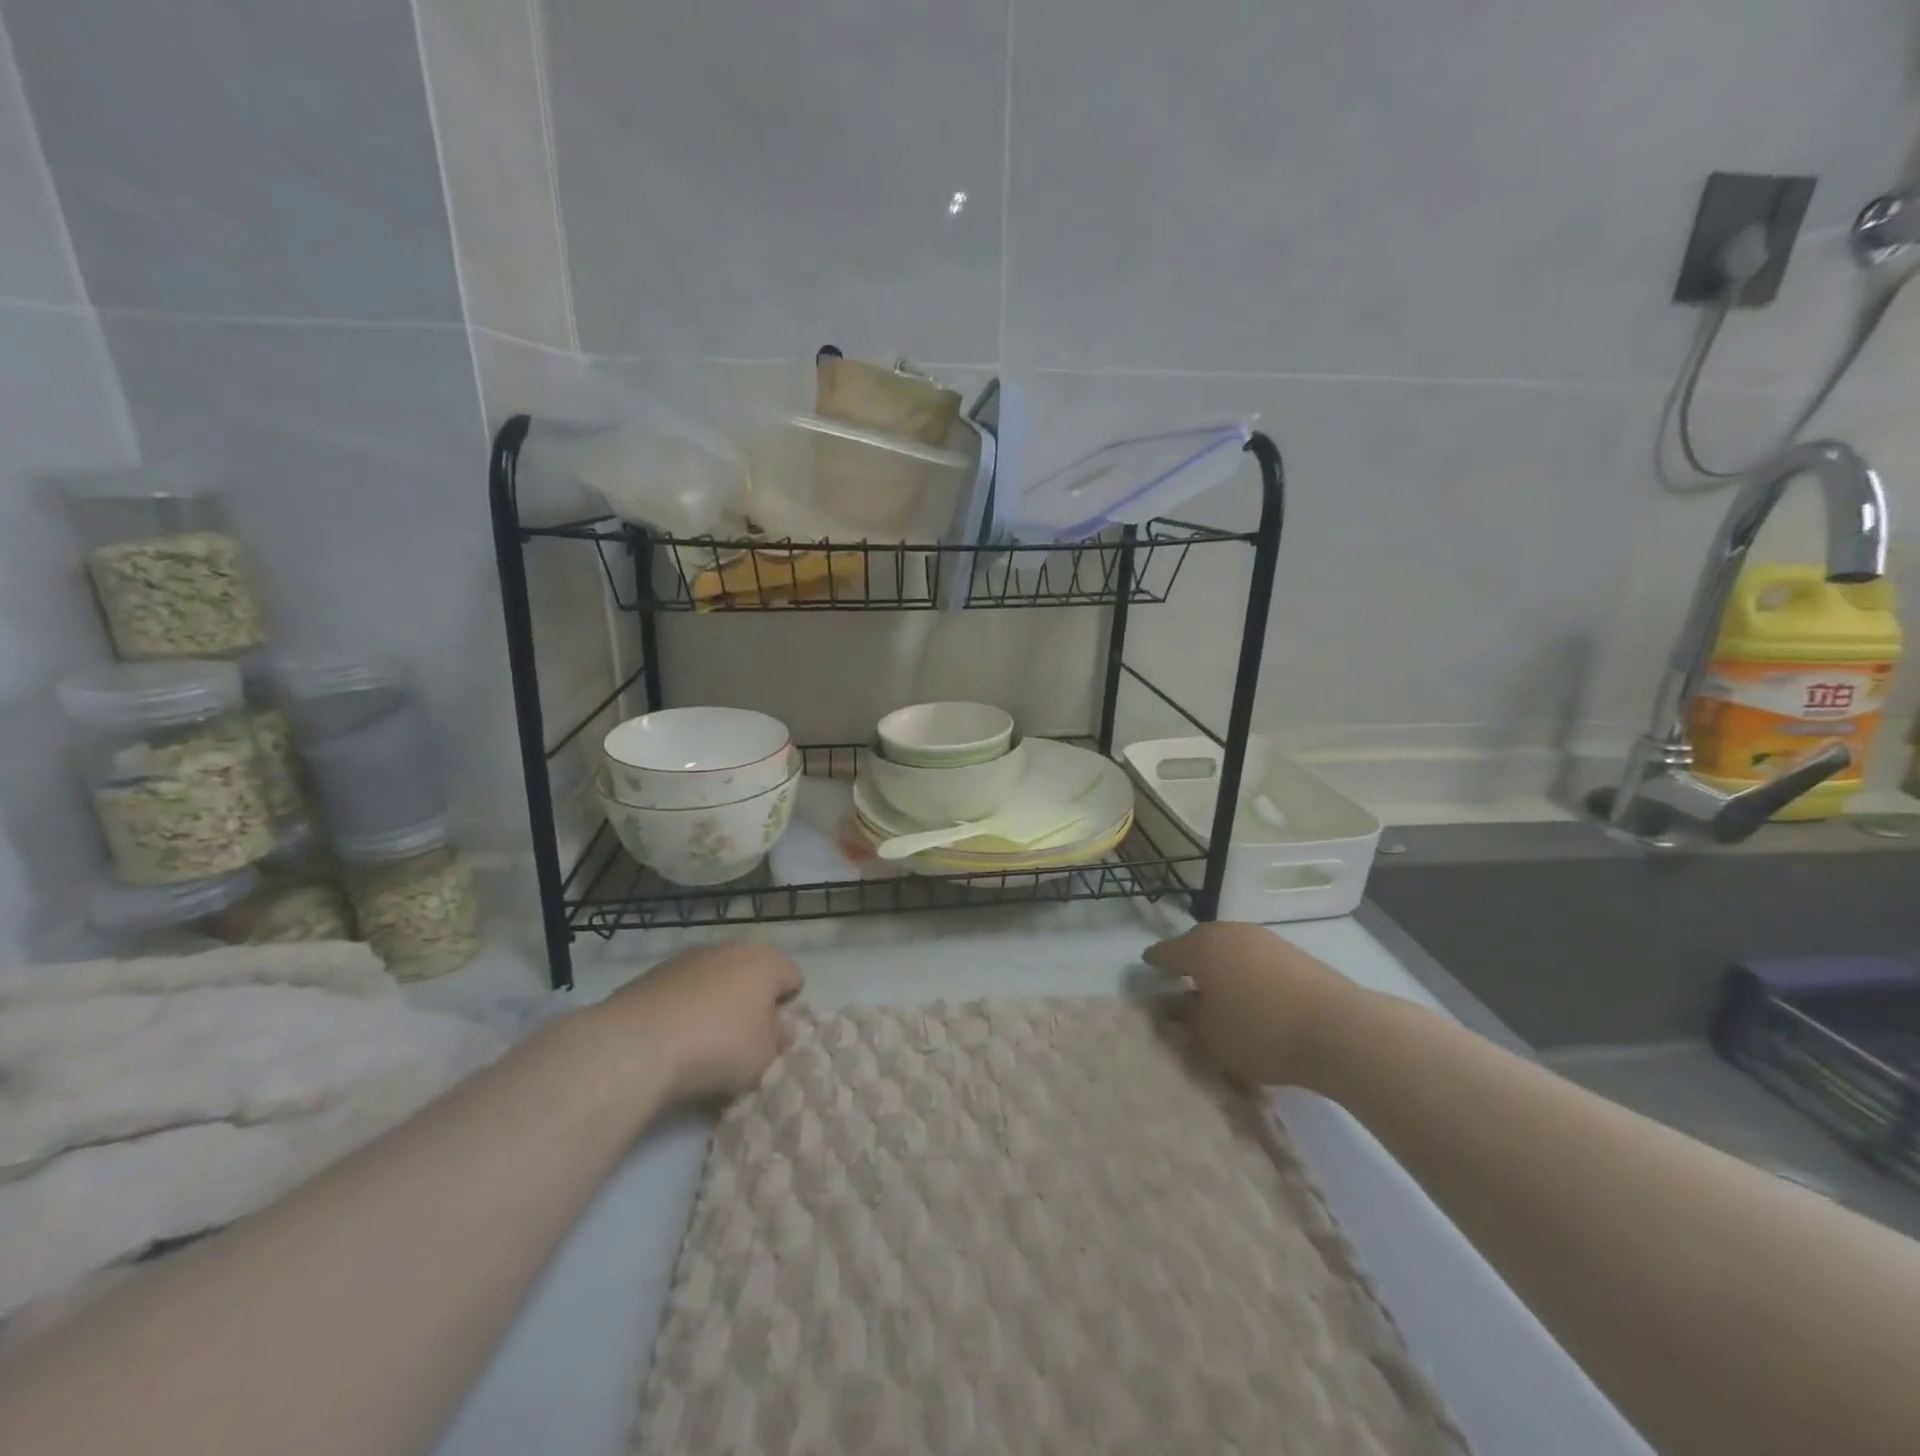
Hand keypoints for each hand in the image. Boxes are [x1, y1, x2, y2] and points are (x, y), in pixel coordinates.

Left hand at [594, 942, 802, 1104]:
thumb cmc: (719, 1046)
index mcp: (767, 961)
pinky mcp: (654, 972)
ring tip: (703, 1041)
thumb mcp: (766, 1056)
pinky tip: (673, 1037)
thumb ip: (779, 1038)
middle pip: (753, 973)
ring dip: (717, 1002)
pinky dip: (685, 1007)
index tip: (773, 1037)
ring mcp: (690, 956)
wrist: (637, 1044)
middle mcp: (731, 948)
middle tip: (743, 1038)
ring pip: (716, 978)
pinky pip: (684, 989)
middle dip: (752, 1000)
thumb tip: (778, 1026)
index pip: (794, 977)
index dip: (788, 1007)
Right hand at [1144, 922, 1361, 1089]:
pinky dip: (1247, 972)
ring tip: (1220, 990)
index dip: (1155, 961)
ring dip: (1222, 965)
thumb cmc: (1259, 1030)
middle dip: (1189, 959)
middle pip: (1200, 943)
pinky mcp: (1293, 953)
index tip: (1147, 966)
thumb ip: (1187, 1017)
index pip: (1167, 952)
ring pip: (1231, 949)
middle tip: (1182, 979)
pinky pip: (1256, 959)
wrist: (1338, 1029)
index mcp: (1200, 947)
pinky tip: (1252, 993)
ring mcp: (1264, 939)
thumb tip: (1174, 1004)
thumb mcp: (1210, 1034)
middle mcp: (1229, 933)